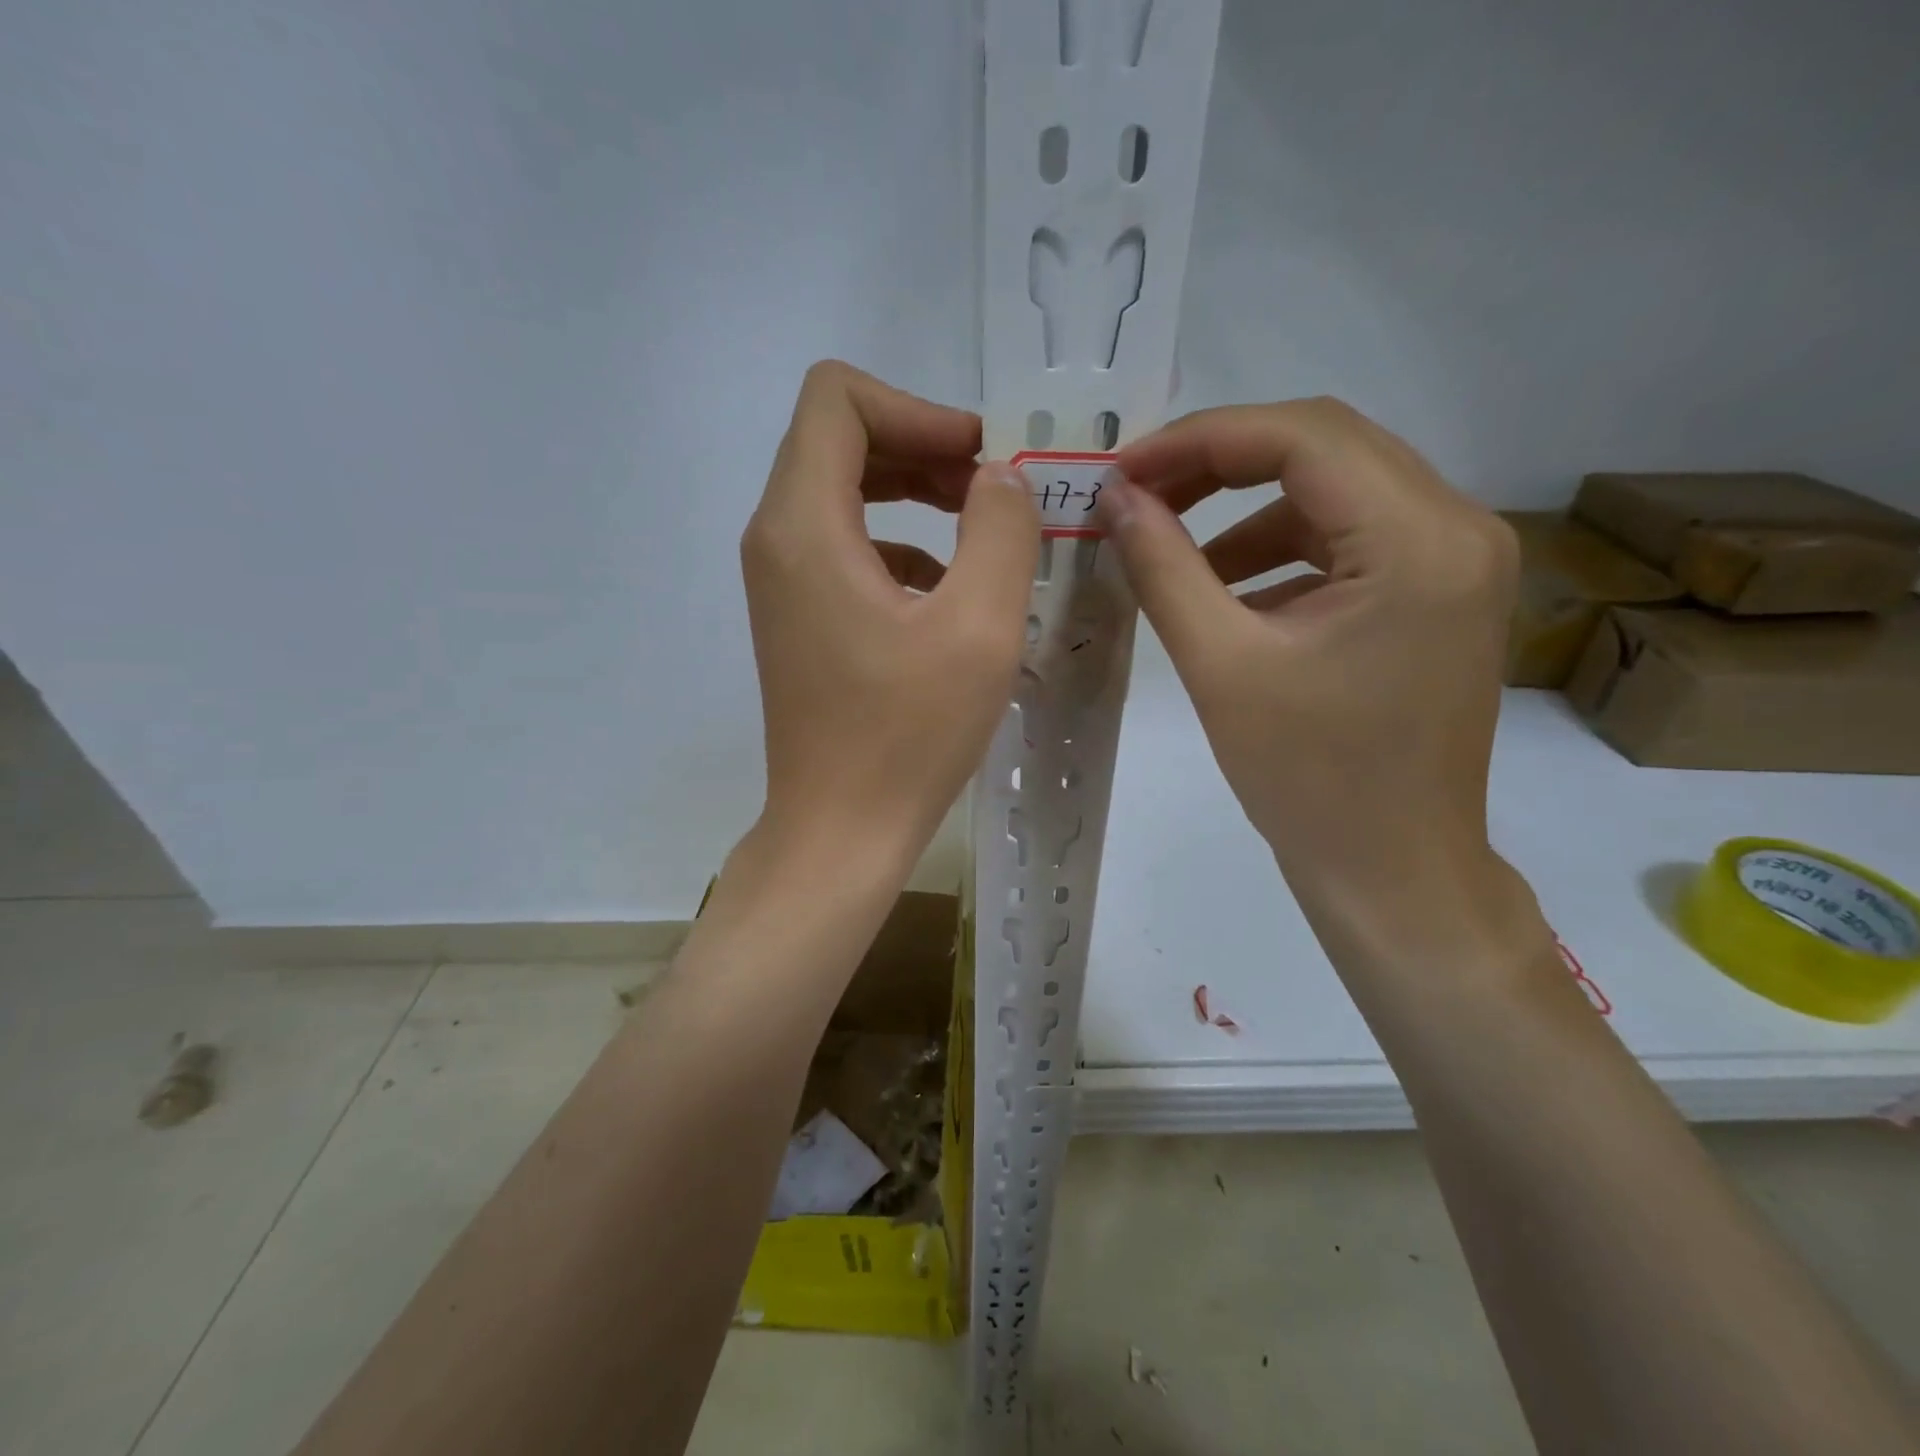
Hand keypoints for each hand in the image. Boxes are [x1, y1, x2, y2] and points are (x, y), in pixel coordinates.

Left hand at [741, 361, 1038, 864]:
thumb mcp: (979, 627)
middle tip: (991, 491)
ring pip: (843, 492)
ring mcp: (781, 581)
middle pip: (839, 440)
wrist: (840, 831)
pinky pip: (845, 546)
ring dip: (914, 493)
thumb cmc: (908, 736)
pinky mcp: (798, 616)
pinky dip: (898, 543)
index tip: (979, 460)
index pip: (837, 399)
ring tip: (981, 532)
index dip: (918, 409)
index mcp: (804, 525)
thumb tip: (1000, 478)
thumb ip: (1000, 529)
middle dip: (922, 447)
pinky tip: (947, 592)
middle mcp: (775, 539)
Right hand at [1100, 398, 1518, 915]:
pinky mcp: (1439, 592)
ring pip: (1335, 490)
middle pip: (1325, 449)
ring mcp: (1457, 560)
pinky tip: (1227, 591)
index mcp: (1419, 541)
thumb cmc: (1307, 779)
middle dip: (1219, 464)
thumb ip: (1163, 566)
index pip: (1303, 437)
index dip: (1200, 439)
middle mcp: (1459, 527)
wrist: (1391, 869)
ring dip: (1246, 510)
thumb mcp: (1220, 664)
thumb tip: (1116, 496)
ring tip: (1171, 552)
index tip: (1124, 470)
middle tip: (1139, 496)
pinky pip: (1350, 538)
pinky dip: (1281, 550)